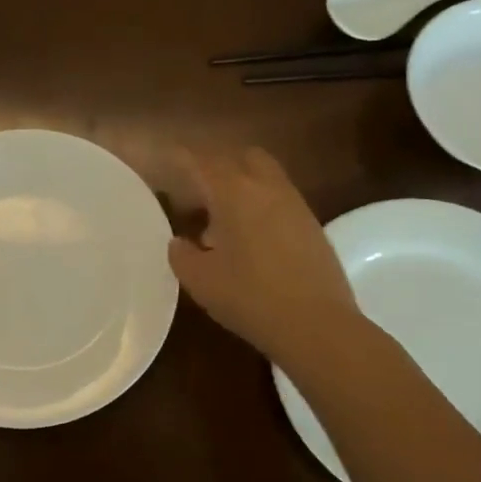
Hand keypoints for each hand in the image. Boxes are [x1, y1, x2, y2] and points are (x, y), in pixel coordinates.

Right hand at [167, 147, 368, 370]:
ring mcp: (294, 204)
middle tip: (195, 191)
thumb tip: (179, 242)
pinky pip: (279, 199)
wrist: (316, 325)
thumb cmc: (249, 298)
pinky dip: (259, 205)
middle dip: (215, 165)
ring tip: (220, 221)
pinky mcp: (311, 225)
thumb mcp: (200, 280)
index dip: (179, 157)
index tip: (164, 159)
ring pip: (263, 176)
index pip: (200, 162)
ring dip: (239, 186)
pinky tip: (248, 239)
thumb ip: (182, 255)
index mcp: (233, 193)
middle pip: (239, 156)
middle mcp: (266, 187)